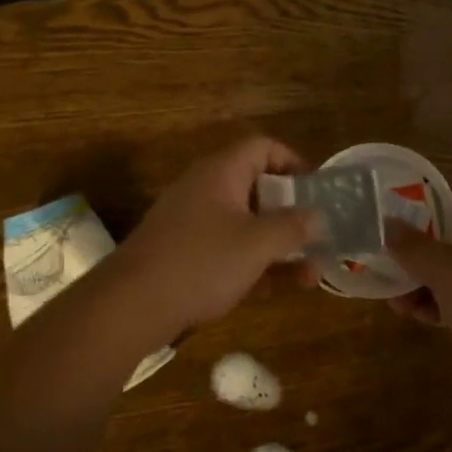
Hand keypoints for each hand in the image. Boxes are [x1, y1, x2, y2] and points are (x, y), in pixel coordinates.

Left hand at [108, 137, 322, 340]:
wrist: (132, 304)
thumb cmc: (201, 262)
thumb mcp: (256, 243)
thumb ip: (293, 227)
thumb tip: (320, 217)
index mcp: (221, 172)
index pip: (262, 147)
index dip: (294, 161)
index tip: (318, 189)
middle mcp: (205, 189)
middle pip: (257, 188)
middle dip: (291, 214)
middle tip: (319, 236)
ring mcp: (192, 223)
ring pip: (245, 224)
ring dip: (278, 245)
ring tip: (311, 273)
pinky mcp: (184, 254)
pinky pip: (227, 249)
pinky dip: (252, 263)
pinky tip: (276, 289)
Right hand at [386, 192, 451, 408]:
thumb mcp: (445, 270)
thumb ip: (412, 246)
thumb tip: (387, 224)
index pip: (438, 198)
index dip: (405, 205)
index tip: (376, 220)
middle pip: (436, 235)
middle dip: (407, 253)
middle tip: (378, 269)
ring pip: (442, 269)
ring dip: (416, 283)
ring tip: (396, 305)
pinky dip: (435, 303)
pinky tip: (418, 318)